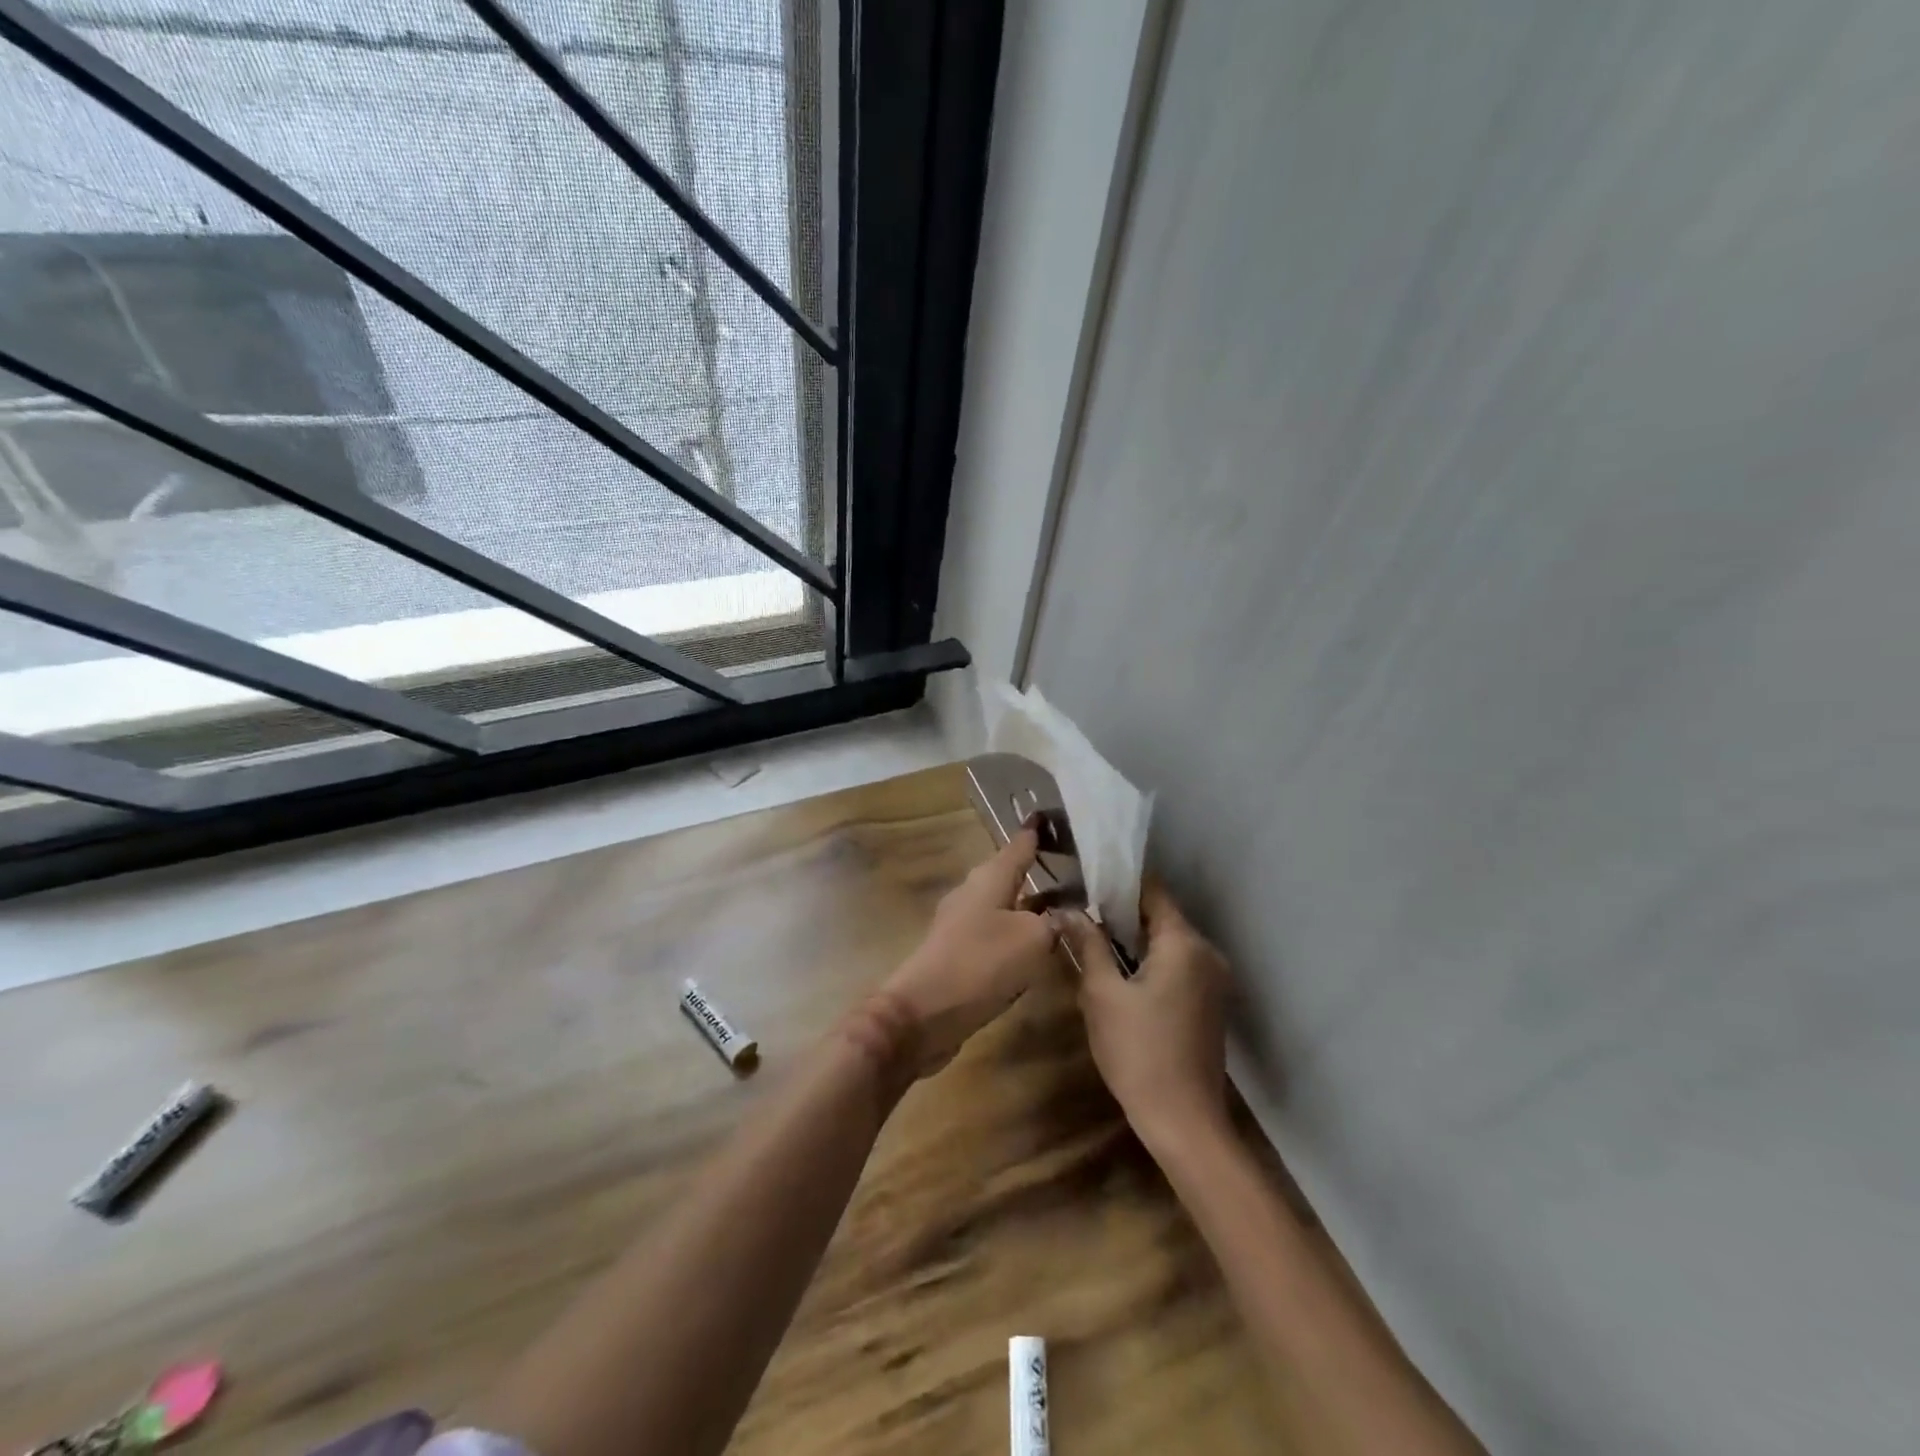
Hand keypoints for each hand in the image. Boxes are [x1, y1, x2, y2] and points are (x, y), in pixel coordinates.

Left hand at [875, 829, 1057, 1077]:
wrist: (923, 1013)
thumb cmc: (980, 964)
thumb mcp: (1031, 939)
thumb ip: (1052, 923)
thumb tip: (1062, 915)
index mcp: (989, 879)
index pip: (1019, 845)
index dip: (1035, 831)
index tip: (1048, 814)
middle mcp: (973, 894)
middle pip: (1009, 874)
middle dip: (1035, 869)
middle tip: (1070, 866)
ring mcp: (962, 924)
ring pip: (1003, 906)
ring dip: (1028, 905)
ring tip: (1062, 907)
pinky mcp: (959, 954)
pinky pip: (996, 934)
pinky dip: (1017, 934)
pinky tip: (1035, 947)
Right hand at [1059, 880, 1231, 1154]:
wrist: (1184, 1122)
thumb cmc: (1138, 1052)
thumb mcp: (1102, 994)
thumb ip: (1088, 944)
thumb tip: (1065, 910)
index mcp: (1184, 943)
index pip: (1152, 891)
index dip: (1118, 882)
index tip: (1085, 880)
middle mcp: (1206, 953)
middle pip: (1162, 915)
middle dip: (1122, 911)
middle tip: (1081, 911)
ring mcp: (1213, 979)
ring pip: (1169, 941)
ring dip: (1135, 938)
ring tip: (1094, 938)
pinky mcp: (1210, 1002)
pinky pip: (1178, 964)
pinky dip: (1151, 960)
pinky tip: (1121, 972)